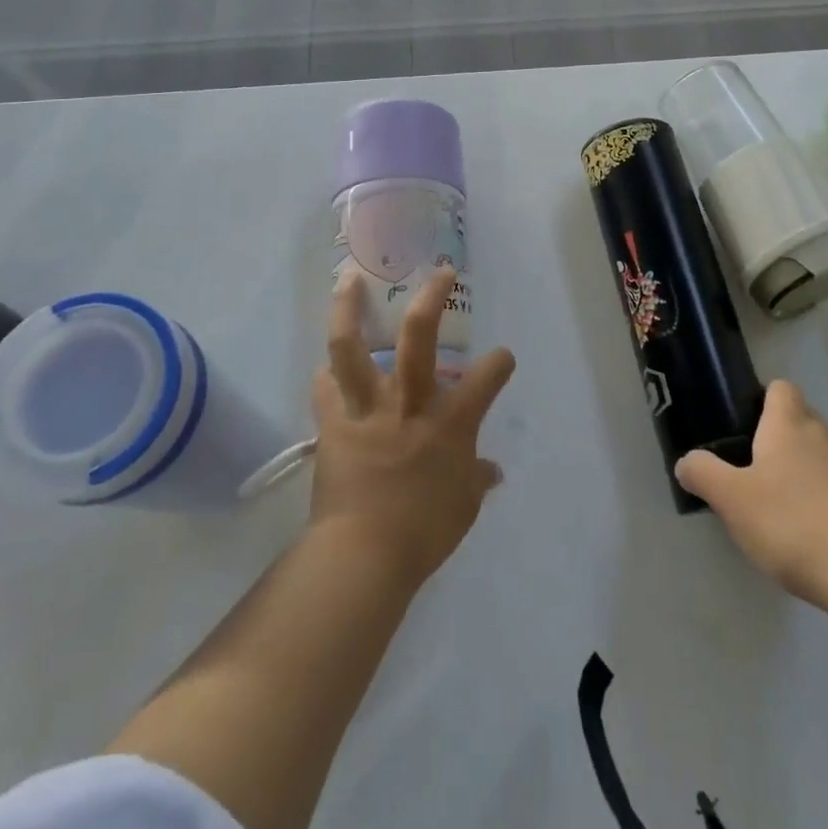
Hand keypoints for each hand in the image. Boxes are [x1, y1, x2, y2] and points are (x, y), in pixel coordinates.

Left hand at [312, 268, 515, 586]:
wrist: (364, 556)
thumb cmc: (424, 532)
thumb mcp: (463, 506)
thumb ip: (476, 479)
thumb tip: (491, 470)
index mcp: (451, 420)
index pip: (488, 376)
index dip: (499, 363)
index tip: (501, 359)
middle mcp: (410, 401)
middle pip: (420, 335)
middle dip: (432, 298)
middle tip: (439, 272)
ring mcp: (368, 408)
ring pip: (352, 347)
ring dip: (348, 309)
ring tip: (348, 279)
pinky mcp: (333, 425)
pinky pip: (326, 389)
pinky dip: (326, 376)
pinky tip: (326, 366)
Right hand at [676, 379, 827, 607]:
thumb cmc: (792, 522)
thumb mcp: (732, 498)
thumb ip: (703, 473)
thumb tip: (686, 461)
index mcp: (787, 424)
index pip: (780, 387)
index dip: (760, 397)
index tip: (738, 420)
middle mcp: (818, 437)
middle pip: (796, 418)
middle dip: (772, 434)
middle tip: (743, 461)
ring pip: (812, 453)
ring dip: (791, 467)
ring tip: (764, 498)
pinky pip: (827, 485)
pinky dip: (810, 496)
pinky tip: (793, 528)